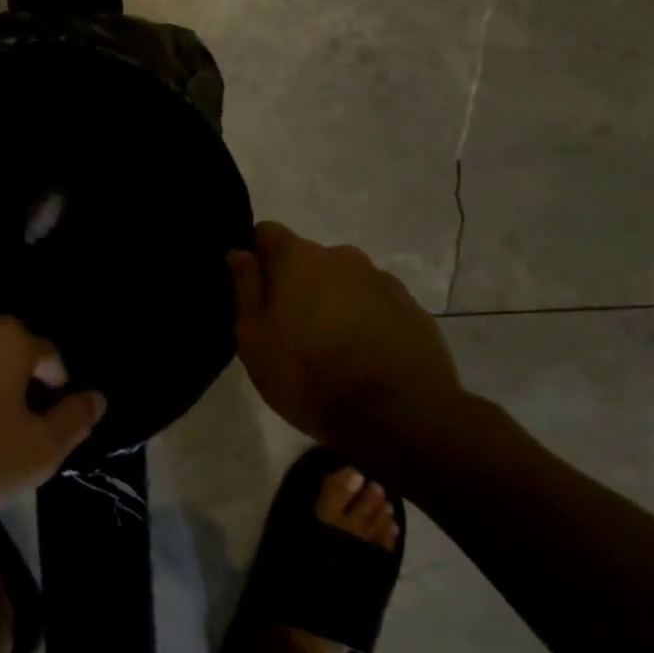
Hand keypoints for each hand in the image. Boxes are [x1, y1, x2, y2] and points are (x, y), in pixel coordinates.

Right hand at [229, 221, 466, 446]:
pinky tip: (366, 357)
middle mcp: (342, 256)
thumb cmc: (309, 377)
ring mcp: (383, 281)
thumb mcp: (254, 339)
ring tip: (333, 347)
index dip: (257, 257)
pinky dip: (367, 320)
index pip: (267, 233)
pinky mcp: (413, 309)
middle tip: (292, 329)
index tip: (256, 291)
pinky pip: (377, 304)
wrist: (400, 419)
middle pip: (308, 259)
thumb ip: (245, 289)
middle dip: (298, 283)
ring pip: (345, 281)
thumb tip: (240, 253)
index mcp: (298, 257)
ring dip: (334, 301)